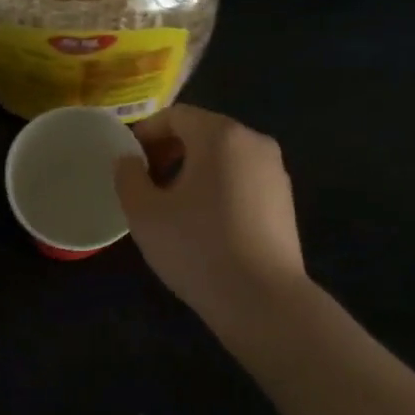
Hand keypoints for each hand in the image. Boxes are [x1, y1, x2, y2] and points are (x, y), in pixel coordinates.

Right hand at [113, 104, 306, 324]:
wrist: (262, 299)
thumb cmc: (197, 247)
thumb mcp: (145, 213)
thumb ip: (128, 177)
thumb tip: (128, 160)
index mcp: (220, 135)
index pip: (176, 115)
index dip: (146, 133)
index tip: (128, 161)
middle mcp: (254, 141)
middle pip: (203, 132)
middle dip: (170, 150)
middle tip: (146, 182)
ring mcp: (275, 170)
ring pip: (224, 156)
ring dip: (194, 169)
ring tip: (173, 205)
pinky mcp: (285, 199)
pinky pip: (243, 177)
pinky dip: (219, 186)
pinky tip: (206, 222)